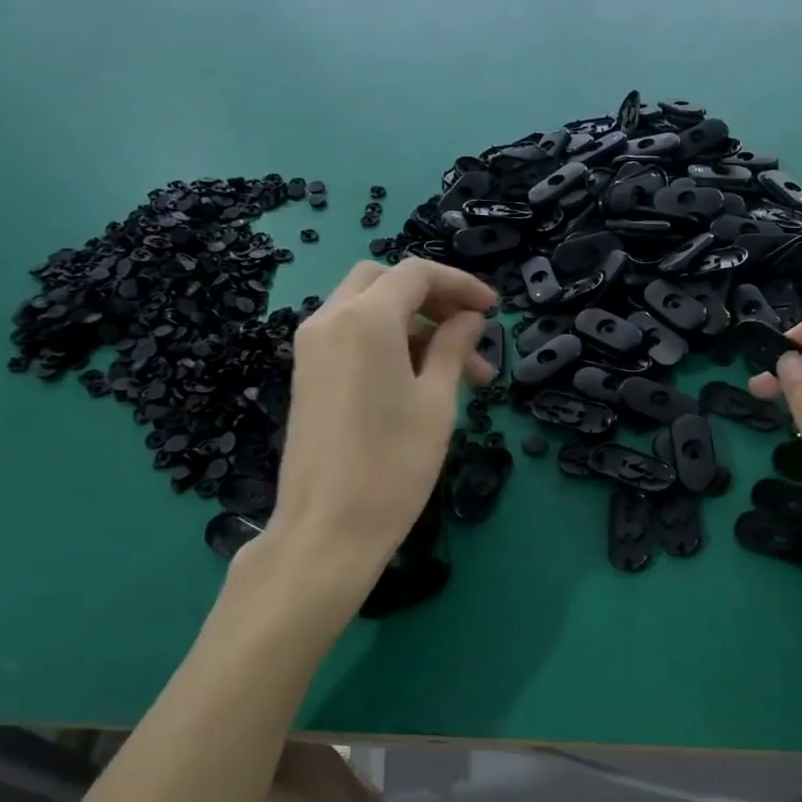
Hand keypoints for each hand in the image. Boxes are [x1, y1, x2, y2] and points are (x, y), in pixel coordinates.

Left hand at [260, 260, 495, 593]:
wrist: (328, 527)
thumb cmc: (394, 465)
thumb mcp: (437, 402)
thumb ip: (452, 348)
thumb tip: (469, 319)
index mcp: (365, 320)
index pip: (416, 274)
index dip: (460, 284)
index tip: (494, 310)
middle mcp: (329, 319)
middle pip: (385, 282)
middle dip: (432, 298)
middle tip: (470, 332)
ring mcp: (312, 347)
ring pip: (366, 308)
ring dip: (413, 324)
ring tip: (458, 372)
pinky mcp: (307, 374)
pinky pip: (350, 336)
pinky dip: (386, 340)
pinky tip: (419, 379)